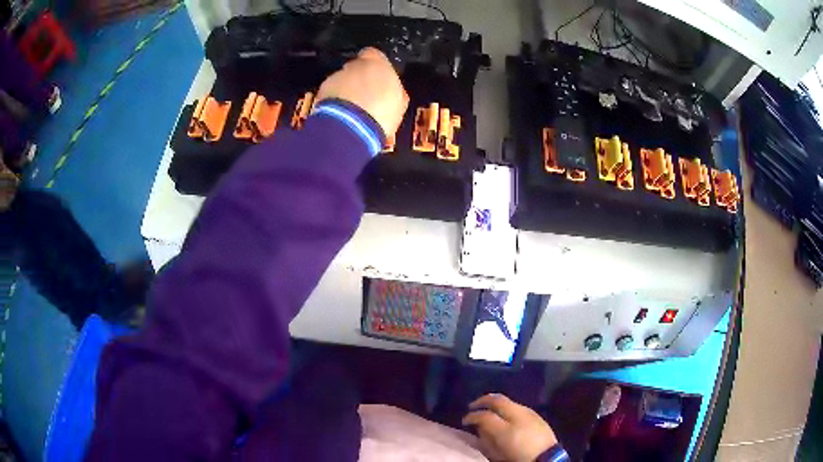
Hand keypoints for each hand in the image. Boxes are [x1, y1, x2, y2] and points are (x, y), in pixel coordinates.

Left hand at [316, 47, 408, 136]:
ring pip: (340, 82)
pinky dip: (332, 102)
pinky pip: (328, 94)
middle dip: (358, 80)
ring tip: (351, 112)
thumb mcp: (399, 103)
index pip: (374, 55)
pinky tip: (340, 116)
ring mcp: (335, 78)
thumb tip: (394, 92)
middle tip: (365, 99)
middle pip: (355, 69)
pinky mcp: (321, 92)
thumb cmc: (381, 112)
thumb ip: (395, 90)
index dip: (375, 67)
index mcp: (376, 62)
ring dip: (344, 92)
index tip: (378, 79)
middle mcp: (353, 66)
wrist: (351, 127)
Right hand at [462, 394, 557, 461]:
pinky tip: (503, 415)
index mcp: (506, 428)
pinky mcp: (536, 414)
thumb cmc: (519, 457)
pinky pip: (517, 406)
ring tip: (487, 409)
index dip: (471, 416)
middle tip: (473, 406)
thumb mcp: (498, 453)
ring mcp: (528, 412)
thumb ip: (486, 439)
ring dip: (495, 403)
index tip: (465, 420)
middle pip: (497, 400)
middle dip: (482, 401)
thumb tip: (479, 429)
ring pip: (508, 401)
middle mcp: (517, 415)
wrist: (546, 458)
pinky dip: (506, 407)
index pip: (484, 415)